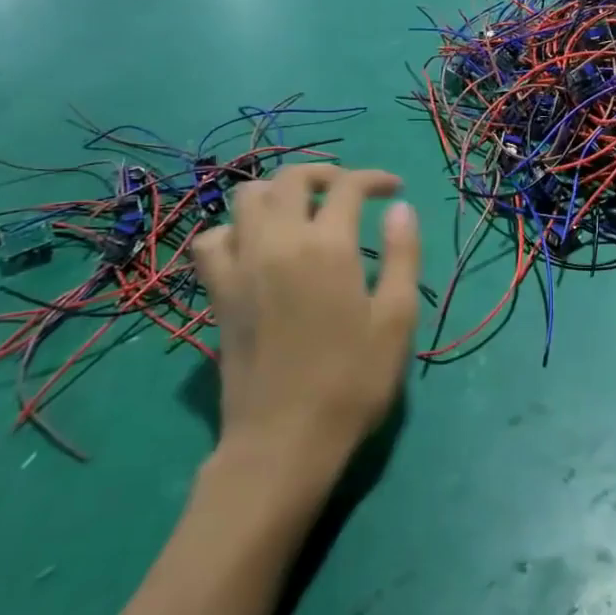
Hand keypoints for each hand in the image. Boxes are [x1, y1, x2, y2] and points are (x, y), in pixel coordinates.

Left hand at [192, 167, 421, 481]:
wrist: (284, 441)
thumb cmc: (352, 381)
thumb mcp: (396, 319)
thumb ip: (402, 255)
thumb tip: (400, 208)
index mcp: (328, 247)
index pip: (347, 186)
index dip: (374, 178)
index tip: (393, 190)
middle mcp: (279, 242)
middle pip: (291, 178)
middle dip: (324, 173)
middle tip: (349, 192)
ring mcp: (241, 265)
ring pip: (247, 198)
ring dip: (278, 193)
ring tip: (303, 211)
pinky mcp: (218, 292)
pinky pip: (213, 240)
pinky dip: (235, 230)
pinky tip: (256, 246)